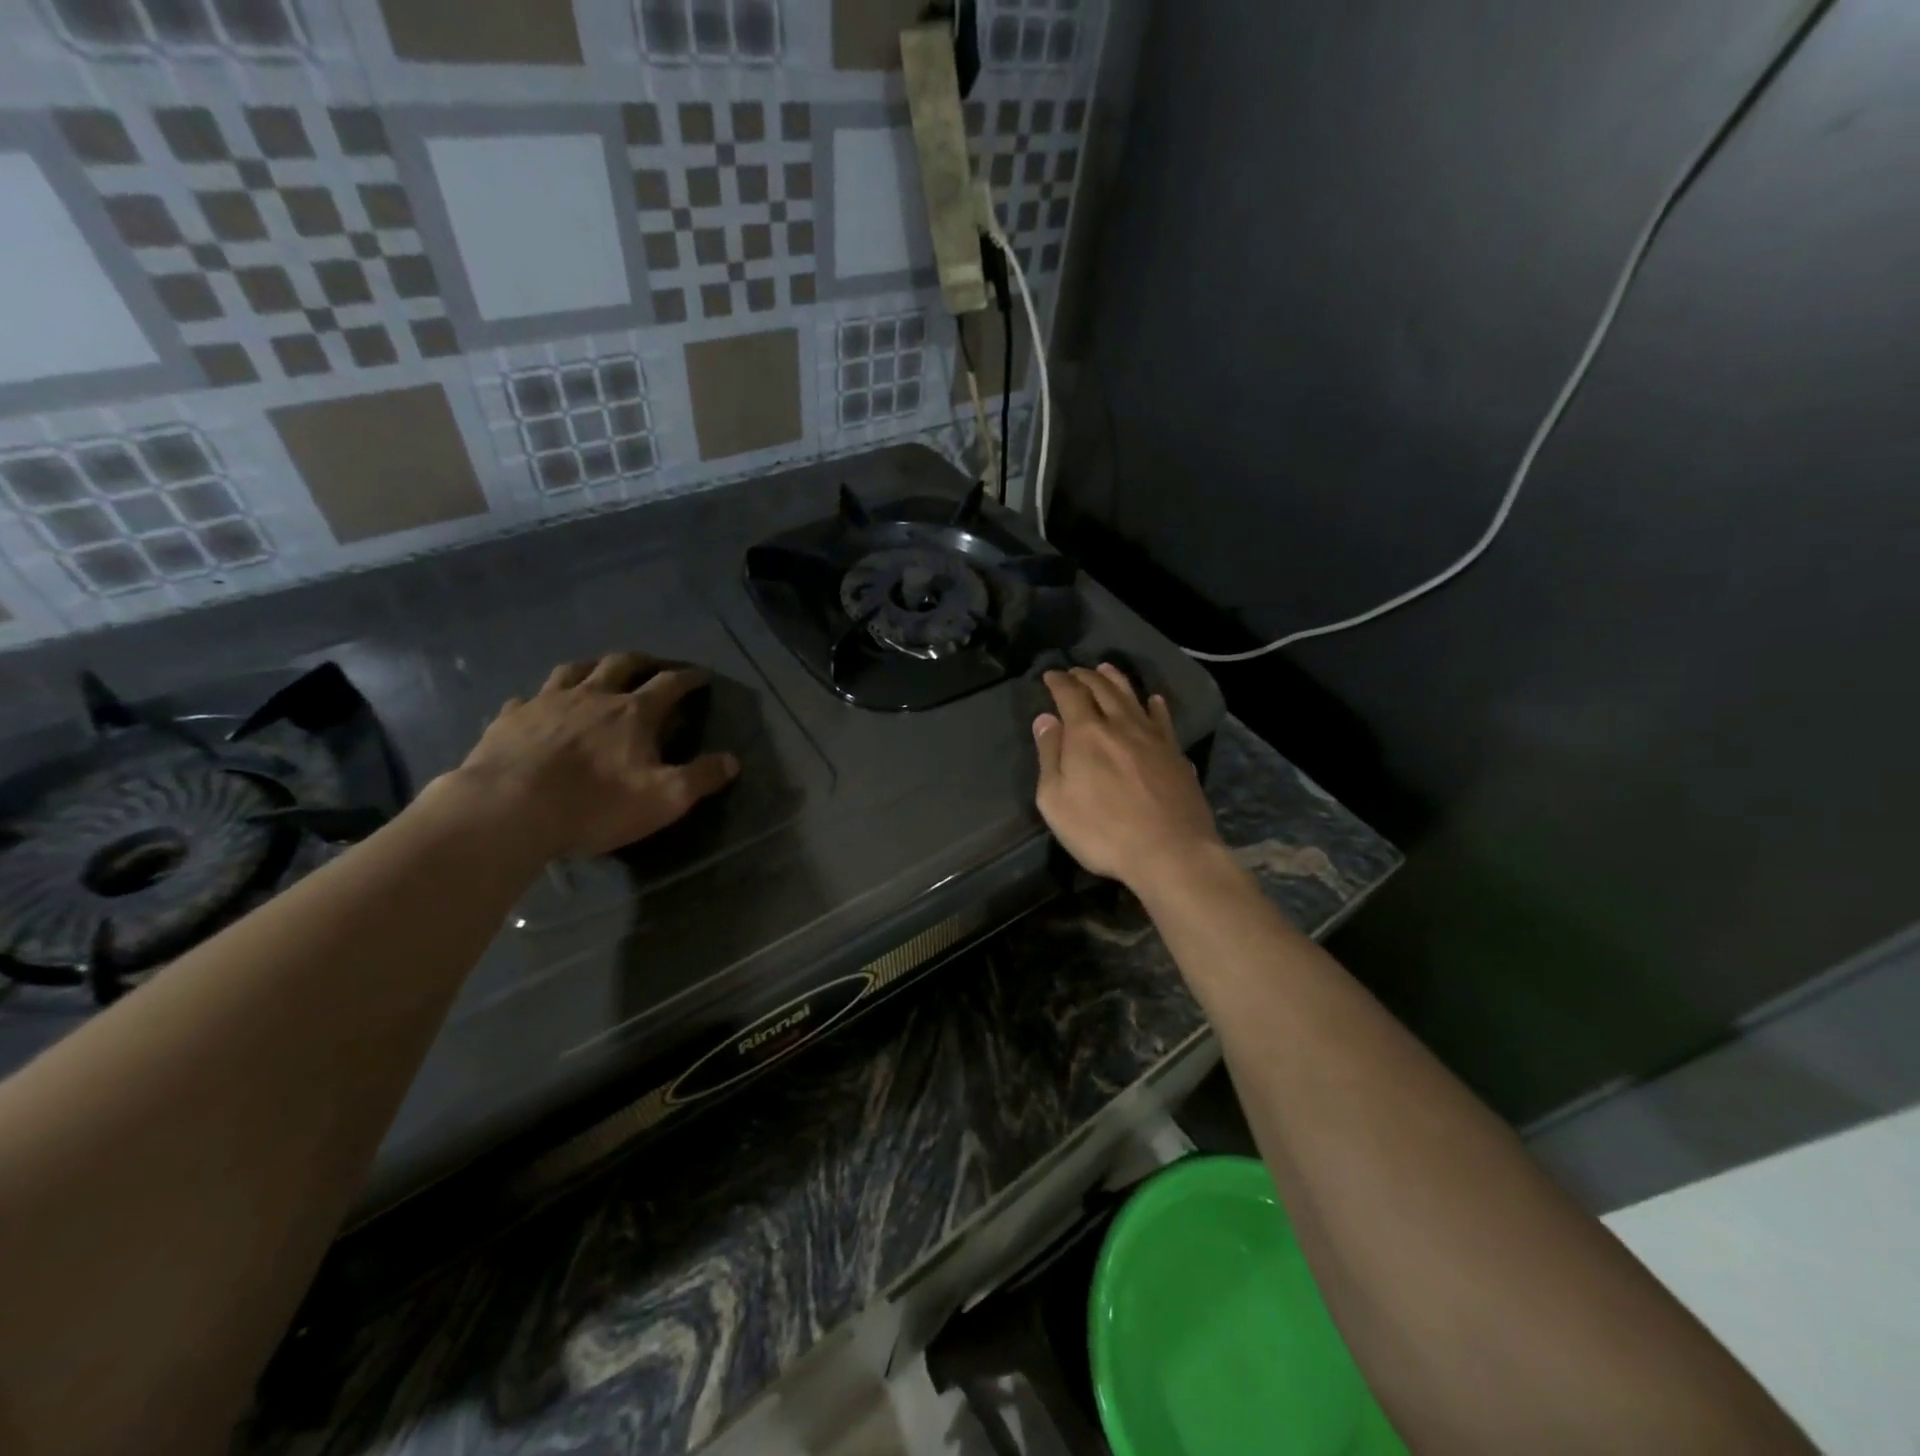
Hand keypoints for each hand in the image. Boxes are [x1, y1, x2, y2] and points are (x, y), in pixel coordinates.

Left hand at [441, 652, 738, 860]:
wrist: (508, 810)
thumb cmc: (595, 804)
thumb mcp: (664, 799)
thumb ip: (701, 778)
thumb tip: (732, 761)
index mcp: (634, 712)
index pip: (670, 684)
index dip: (689, 678)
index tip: (701, 675)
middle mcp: (593, 696)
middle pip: (622, 664)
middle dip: (643, 661)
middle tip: (653, 665)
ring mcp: (547, 703)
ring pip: (574, 670)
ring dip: (593, 666)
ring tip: (599, 671)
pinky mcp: (510, 719)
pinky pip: (528, 698)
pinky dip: (541, 698)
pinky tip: (539, 707)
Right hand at [1032, 665, 1223, 892]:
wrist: (1170, 851)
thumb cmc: (1102, 831)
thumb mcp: (1056, 800)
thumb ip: (1050, 756)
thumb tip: (1046, 720)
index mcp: (1087, 733)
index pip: (1070, 695)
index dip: (1058, 682)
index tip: (1050, 675)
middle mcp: (1120, 725)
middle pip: (1102, 689)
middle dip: (1085, 676)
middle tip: (1075, 671)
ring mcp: (1153, 737)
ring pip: (1133, 697)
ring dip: (1116, 680)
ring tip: (1106, 669)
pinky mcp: (1176, 753)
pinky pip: (1163, 719)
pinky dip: (1155, 706)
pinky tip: (1155, 701)